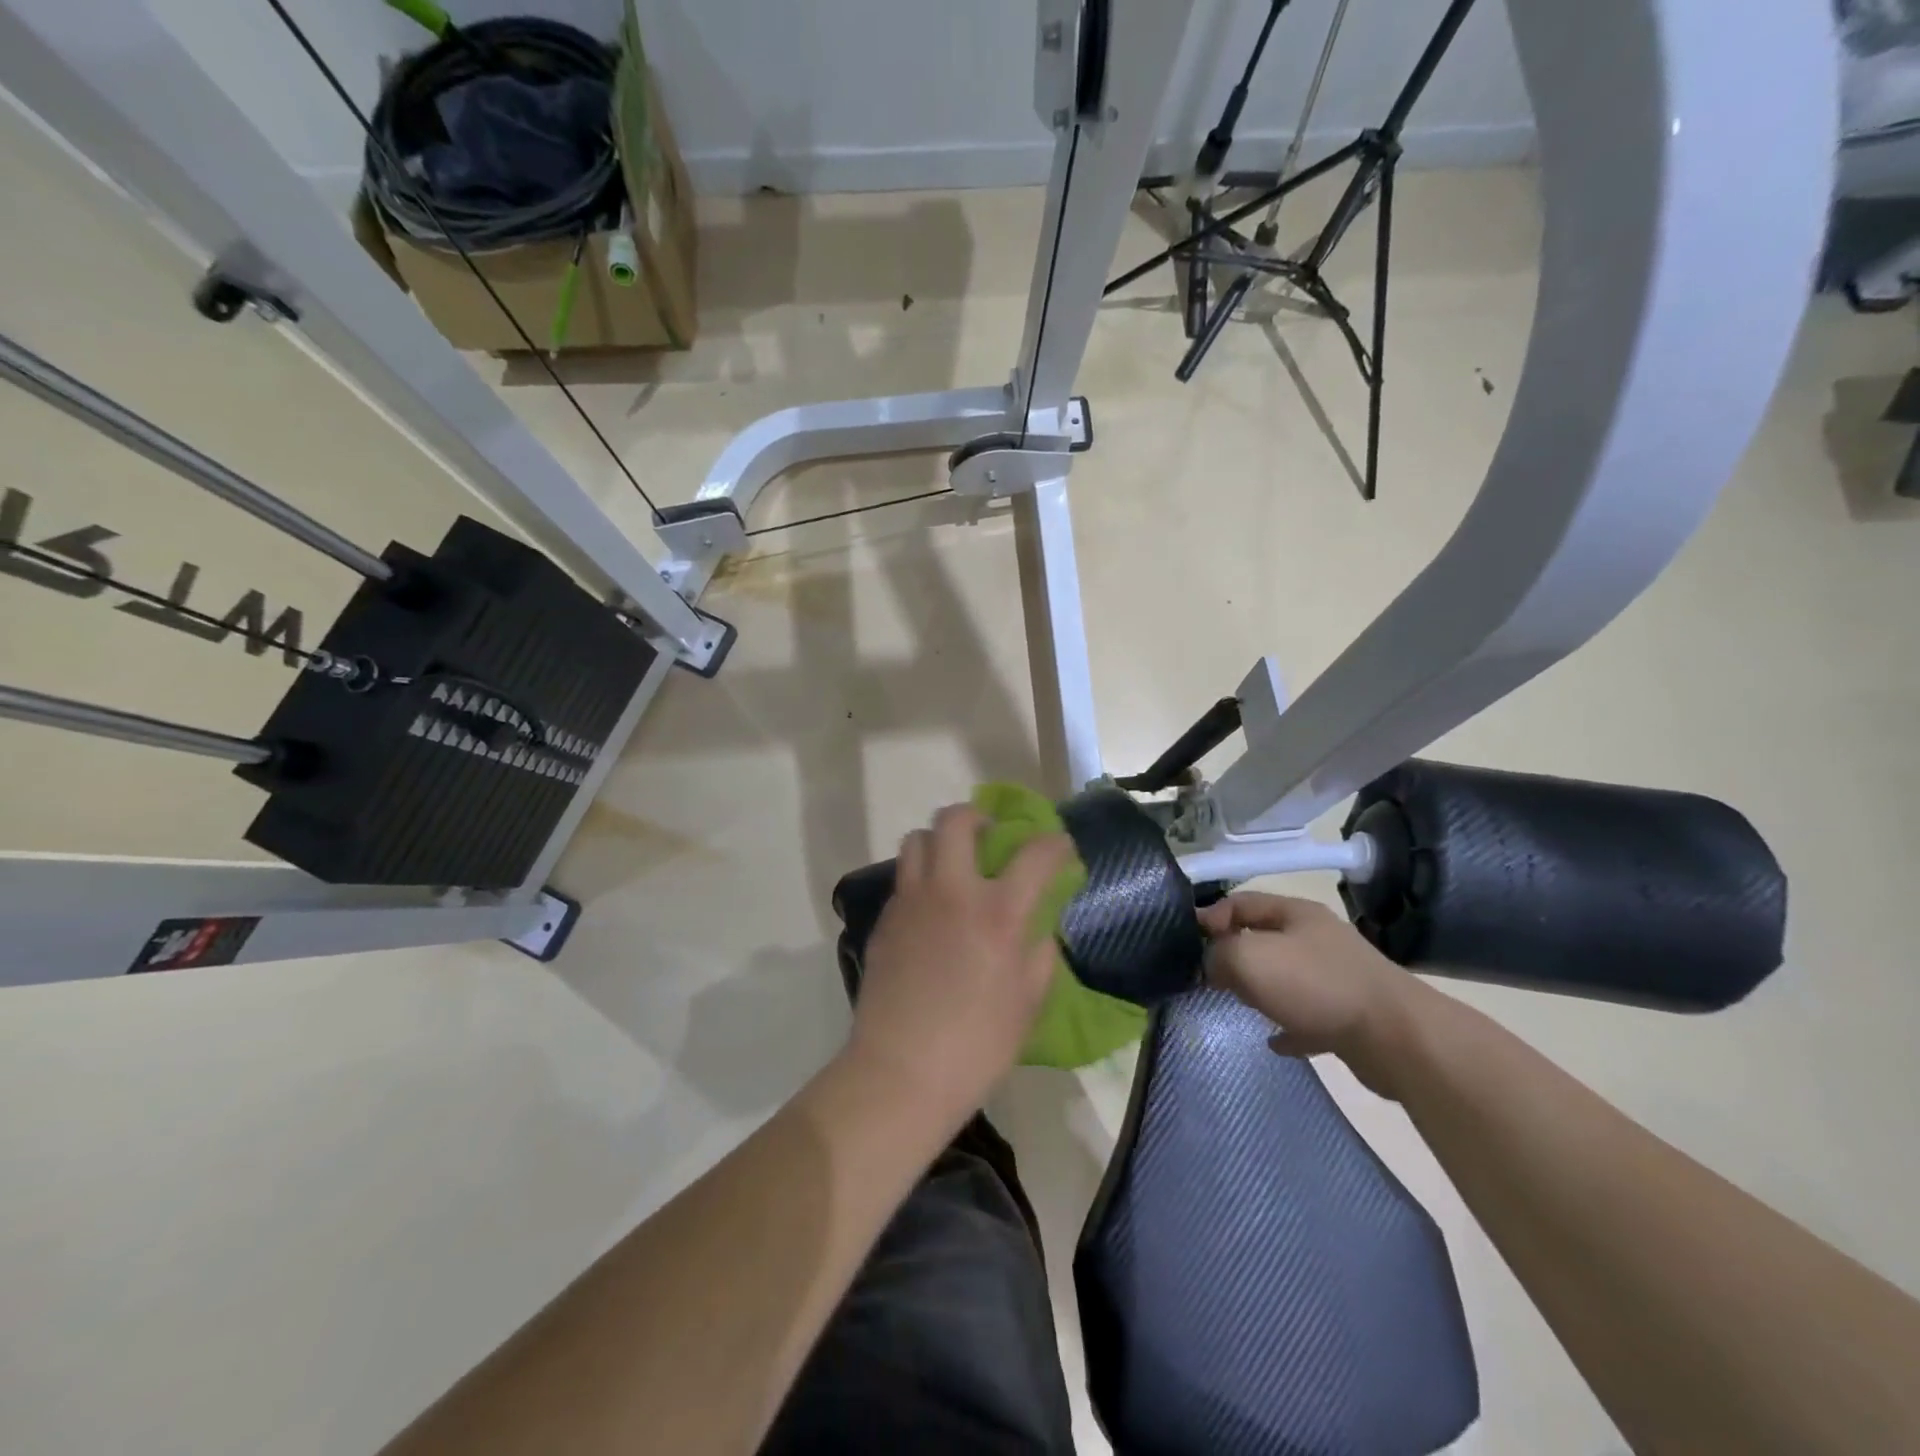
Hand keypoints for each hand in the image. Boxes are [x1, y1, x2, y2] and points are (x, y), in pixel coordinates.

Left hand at [846, 804, 1074, 1127]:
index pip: (1035, 854)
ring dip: (939, 841)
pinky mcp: (885, 919)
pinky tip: (930, 910)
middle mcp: (952, 892)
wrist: (900, 1072)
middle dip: (977, 815)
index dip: (1054, 843)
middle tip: (988, 833)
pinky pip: (903, 879)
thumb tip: (1038, 932)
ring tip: (952, 865)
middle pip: (956, 820)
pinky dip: (920, 879)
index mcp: (998, 914)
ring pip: (917, 839)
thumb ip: (1039, 957)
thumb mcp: (1027, 1005)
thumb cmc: (976, 1046)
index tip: (1060, 847)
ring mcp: (911, 902)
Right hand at [1198, 892, 1422, 1098]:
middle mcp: (1317, 938)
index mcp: (1295, 913)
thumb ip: (1217, 954)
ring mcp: (1337, 976)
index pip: (1240, 902)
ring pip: (1285, 976)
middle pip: (1263, 937)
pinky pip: (1307, 1016)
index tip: (1188, 944)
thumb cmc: (1316, 985)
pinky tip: (1274, 1041)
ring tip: (1236, 1004)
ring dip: (1260, 988)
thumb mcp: (1249, 958)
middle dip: (1233, 953)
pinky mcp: (1349, 1015)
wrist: (1396, 1038)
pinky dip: (1288, 1025)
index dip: (1209, 917)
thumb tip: (1209, 964)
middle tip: (1207, 976)